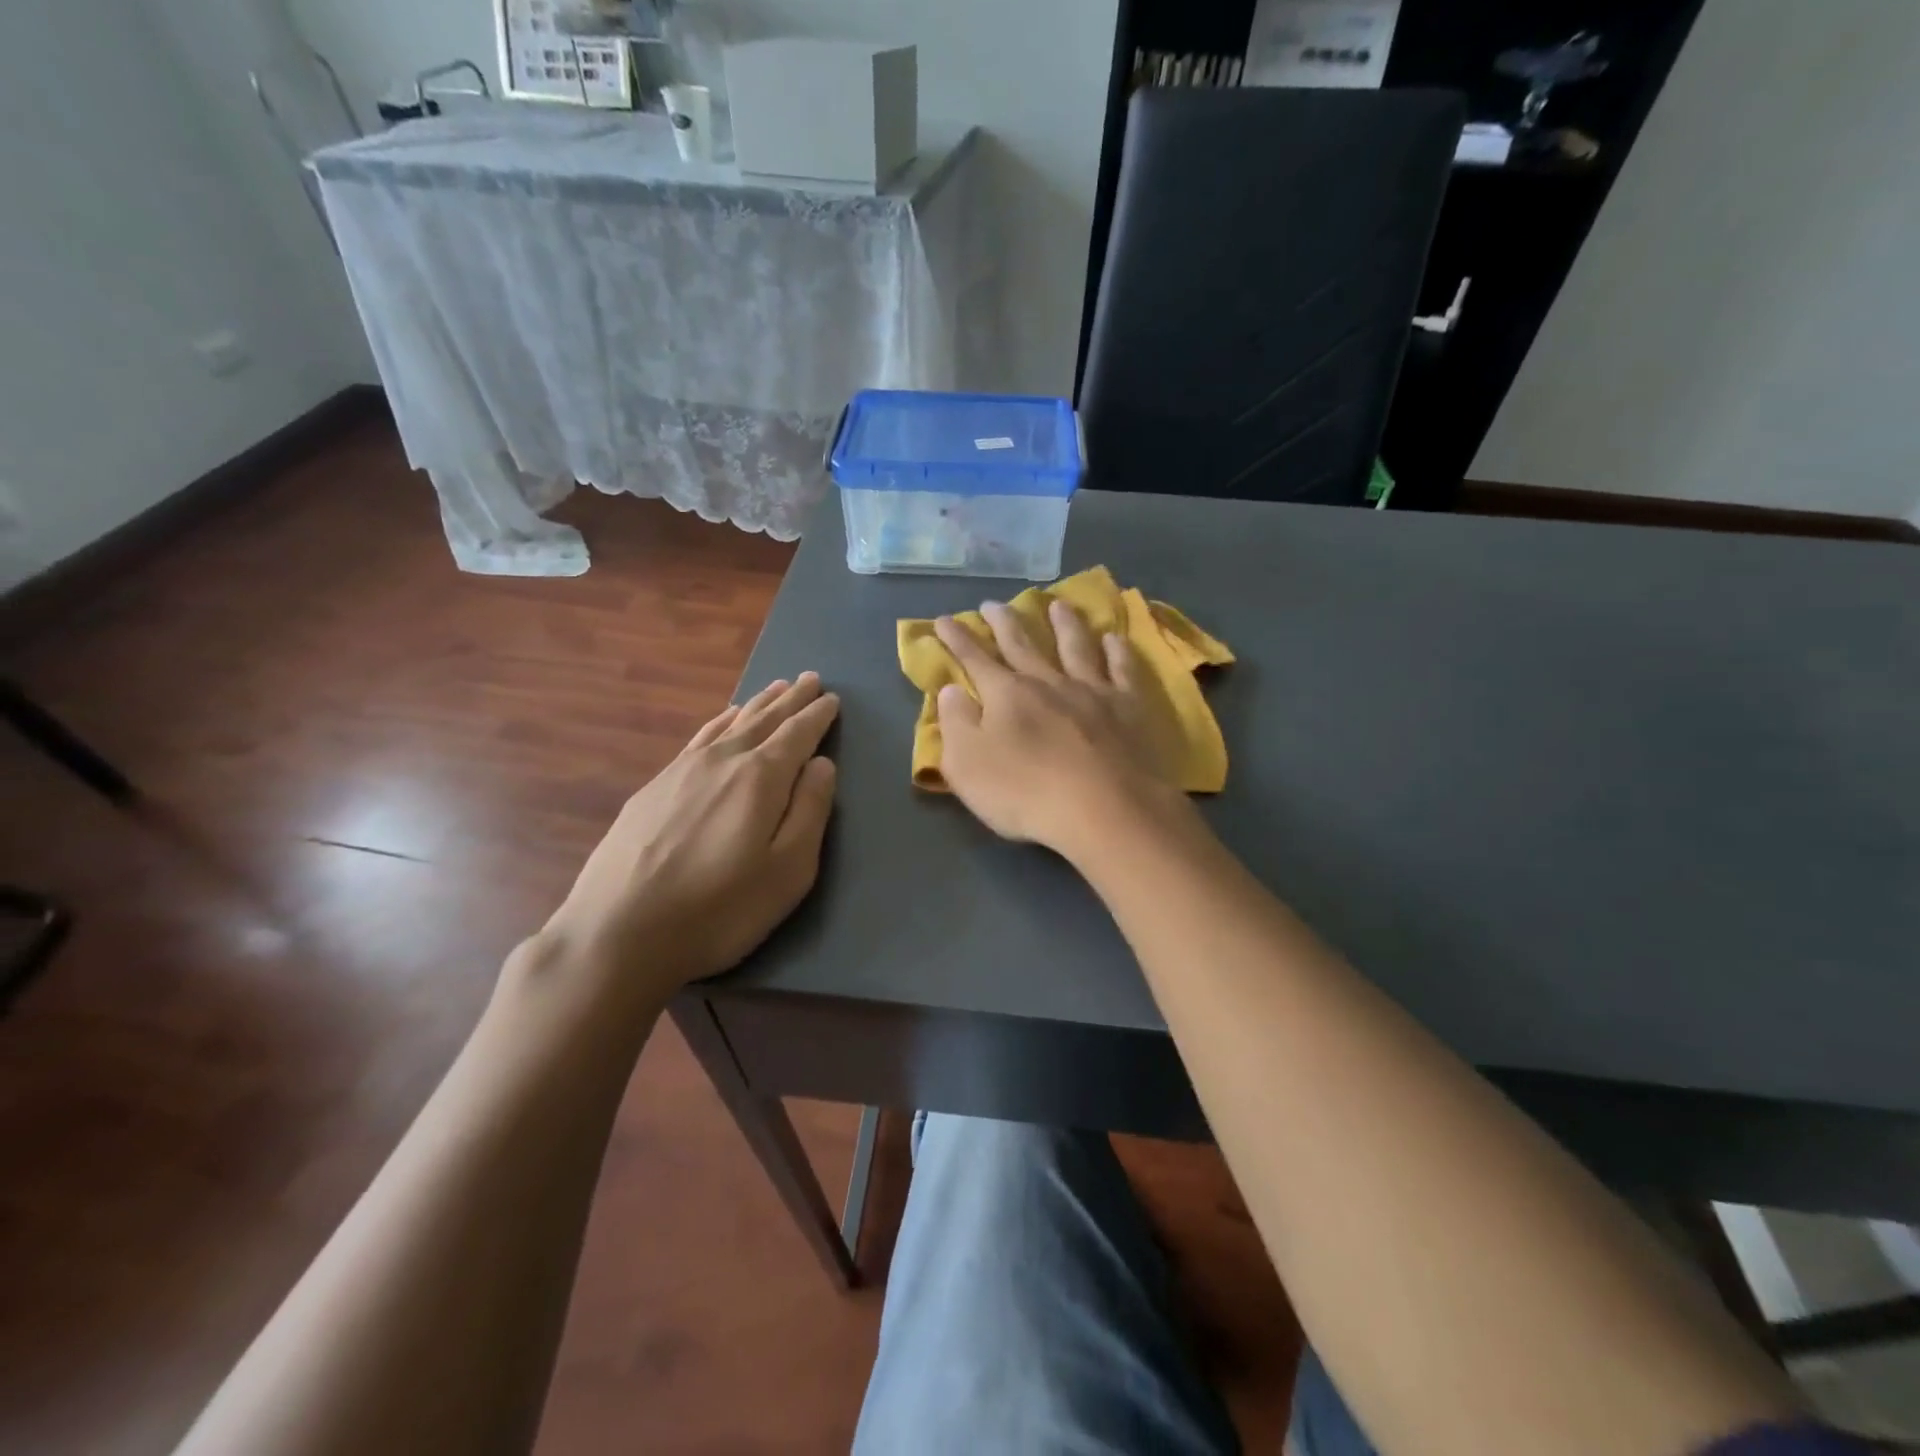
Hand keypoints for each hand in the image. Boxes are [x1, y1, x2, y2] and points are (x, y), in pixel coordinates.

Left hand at [509, 674, 839, 1030]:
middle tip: (810, 678)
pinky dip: (720, 721)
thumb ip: (810, 811)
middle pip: (765, 719)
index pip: (798, 734)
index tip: (832, 698)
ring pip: (730, 723)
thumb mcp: (788, 871)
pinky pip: (700, 737)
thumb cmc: (719, 909)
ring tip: (776, 687)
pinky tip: (723, 718)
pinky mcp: (655, 786)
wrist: (618, 932)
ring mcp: (683, 770)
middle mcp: (723, 760)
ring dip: (758, 703)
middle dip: (791, 699)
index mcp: (761, 778)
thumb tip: (822, 764)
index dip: (818, 715)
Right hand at [935, 600, 1188, 861]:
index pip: (974, 659)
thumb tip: (951, 690)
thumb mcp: (968, 766)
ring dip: (1064, 623)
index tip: (944, 619)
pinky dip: (1117, 650)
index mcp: (1006, 694)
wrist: (1104, 809)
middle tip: (992, 603)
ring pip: (1075, 646)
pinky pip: (1122, 668)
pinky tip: (1114, 638)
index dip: (957, 639)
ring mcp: (1091, 690)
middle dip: (1003, 622)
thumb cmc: (1025, 793)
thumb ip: (956, 724)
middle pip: (1022, 643)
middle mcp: (1047, 681)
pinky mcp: (1127, 707)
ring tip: (1058, 604)